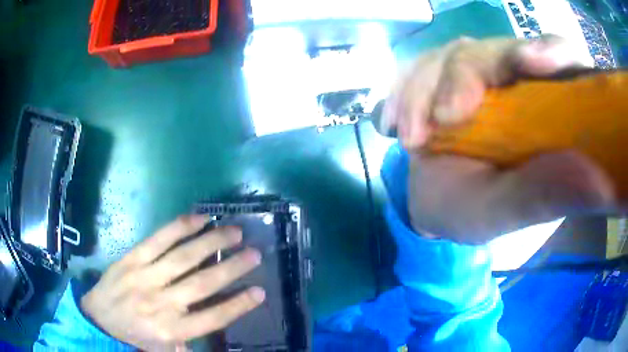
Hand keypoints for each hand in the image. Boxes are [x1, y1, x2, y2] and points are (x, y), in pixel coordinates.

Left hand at [81, 215, 264, 350]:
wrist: (98, 317)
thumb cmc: (134, 336)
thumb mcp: (163, 351)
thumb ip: (188, 345)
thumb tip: (212, 337)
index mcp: (171, 330)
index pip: (212, 319)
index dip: (237, 305)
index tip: (260, 291)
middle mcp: (161, 303)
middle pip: (202, 284)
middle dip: (231, 268)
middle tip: (255, 253)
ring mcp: (145, 276)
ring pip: (183, 257)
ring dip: (211, 243)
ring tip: (234, 231)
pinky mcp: (133, 258)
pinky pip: (159, 239)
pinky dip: (180, 228)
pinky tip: (199, 218)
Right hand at [382, 37, 615, 242]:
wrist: (432, 206)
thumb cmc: (477, 212)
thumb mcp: (511, 210)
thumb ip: (548, 194)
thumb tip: (601, 182)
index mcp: (546, 107)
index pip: (560, 58)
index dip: (551, 51)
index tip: (533, 62)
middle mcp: (515, 80)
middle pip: (495, 49)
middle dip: (463, 76)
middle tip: (443, 120)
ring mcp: (475, 74)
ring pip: (450, 54)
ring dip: (422, 90)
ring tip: (409, 139)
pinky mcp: (439, 76)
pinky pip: (417, 67)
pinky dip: (400, 91)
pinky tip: (389, 124)